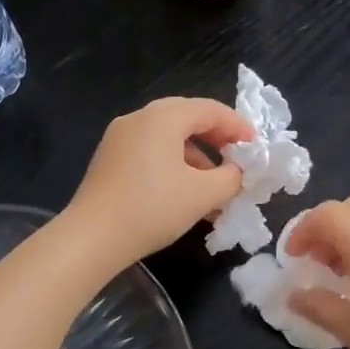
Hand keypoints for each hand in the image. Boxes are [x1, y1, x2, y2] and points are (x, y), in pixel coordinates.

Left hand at [63, 97, 254, 269]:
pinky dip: (174, 167)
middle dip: (218, 141)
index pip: (210, 110)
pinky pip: (151, 153)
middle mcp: (139, 119)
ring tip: (215, 189)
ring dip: (197, 159)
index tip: (257, 149)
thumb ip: (231, 178)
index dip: (238, 127)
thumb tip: (238, 171)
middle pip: (188, 119)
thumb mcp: (203, 194)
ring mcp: (120, 139)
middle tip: (239, 162)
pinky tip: (186, 196)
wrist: (92, 238)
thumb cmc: (152, 208)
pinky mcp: (110, 160)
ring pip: (168, 139)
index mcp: (162, 117)